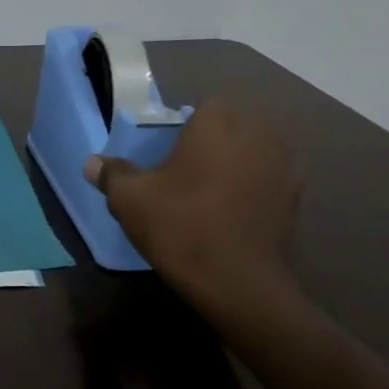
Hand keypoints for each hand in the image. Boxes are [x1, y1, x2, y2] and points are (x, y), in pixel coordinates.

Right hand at [85, 103, 300, 313]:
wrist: (237, 282)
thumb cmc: (180, 227)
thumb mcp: (130, 200)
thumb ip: (112, 174)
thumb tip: (92, 162)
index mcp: (217, 123)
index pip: (203, 106)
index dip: (185, 126)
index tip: (168, 151)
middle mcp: (258, 133)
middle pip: (233, 125)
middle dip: (213, 140)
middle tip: (185, 170)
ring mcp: (283, 165)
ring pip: (254, 150)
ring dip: (236, 162)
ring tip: (211, 192)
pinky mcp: (296, 197)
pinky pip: (269, 179)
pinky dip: (254, 187)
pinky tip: (233, 212)